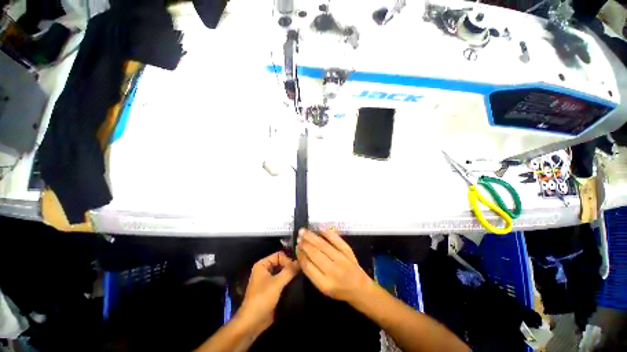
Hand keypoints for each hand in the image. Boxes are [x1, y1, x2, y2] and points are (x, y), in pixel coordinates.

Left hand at [238, 251, 298, 332]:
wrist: (252, 323)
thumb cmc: (262, 299)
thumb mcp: (277, 283)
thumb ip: (289, 271)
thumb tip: (301, 261)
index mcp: (262, 264)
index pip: (279, 255)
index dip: (288, 260)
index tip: (296, 268)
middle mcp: (265, 270)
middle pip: (281, 263)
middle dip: (290, 267)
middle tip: (300, 272)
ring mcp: (268, 280)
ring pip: (282, 272)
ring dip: (290, 274)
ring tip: (300, 277)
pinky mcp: (272, 289)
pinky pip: (282, 281)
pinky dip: (289, 281)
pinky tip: (297, 283)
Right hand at [296, 228, 373, 302]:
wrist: (361, 289)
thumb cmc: (340, 290)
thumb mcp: (323, 288)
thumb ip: (312, 273)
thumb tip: (302, 255)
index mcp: (325, 284)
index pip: (308, 266)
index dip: (300, 255)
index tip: (296, 247)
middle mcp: (333, 271)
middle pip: (315, 254)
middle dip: (305, 244)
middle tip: (298, 237)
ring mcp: (342, 259)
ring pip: (323, 245)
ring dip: (312, 237)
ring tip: (303, 231)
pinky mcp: (348, 252)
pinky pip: (336, 240)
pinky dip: (328, 233)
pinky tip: (319, 228)